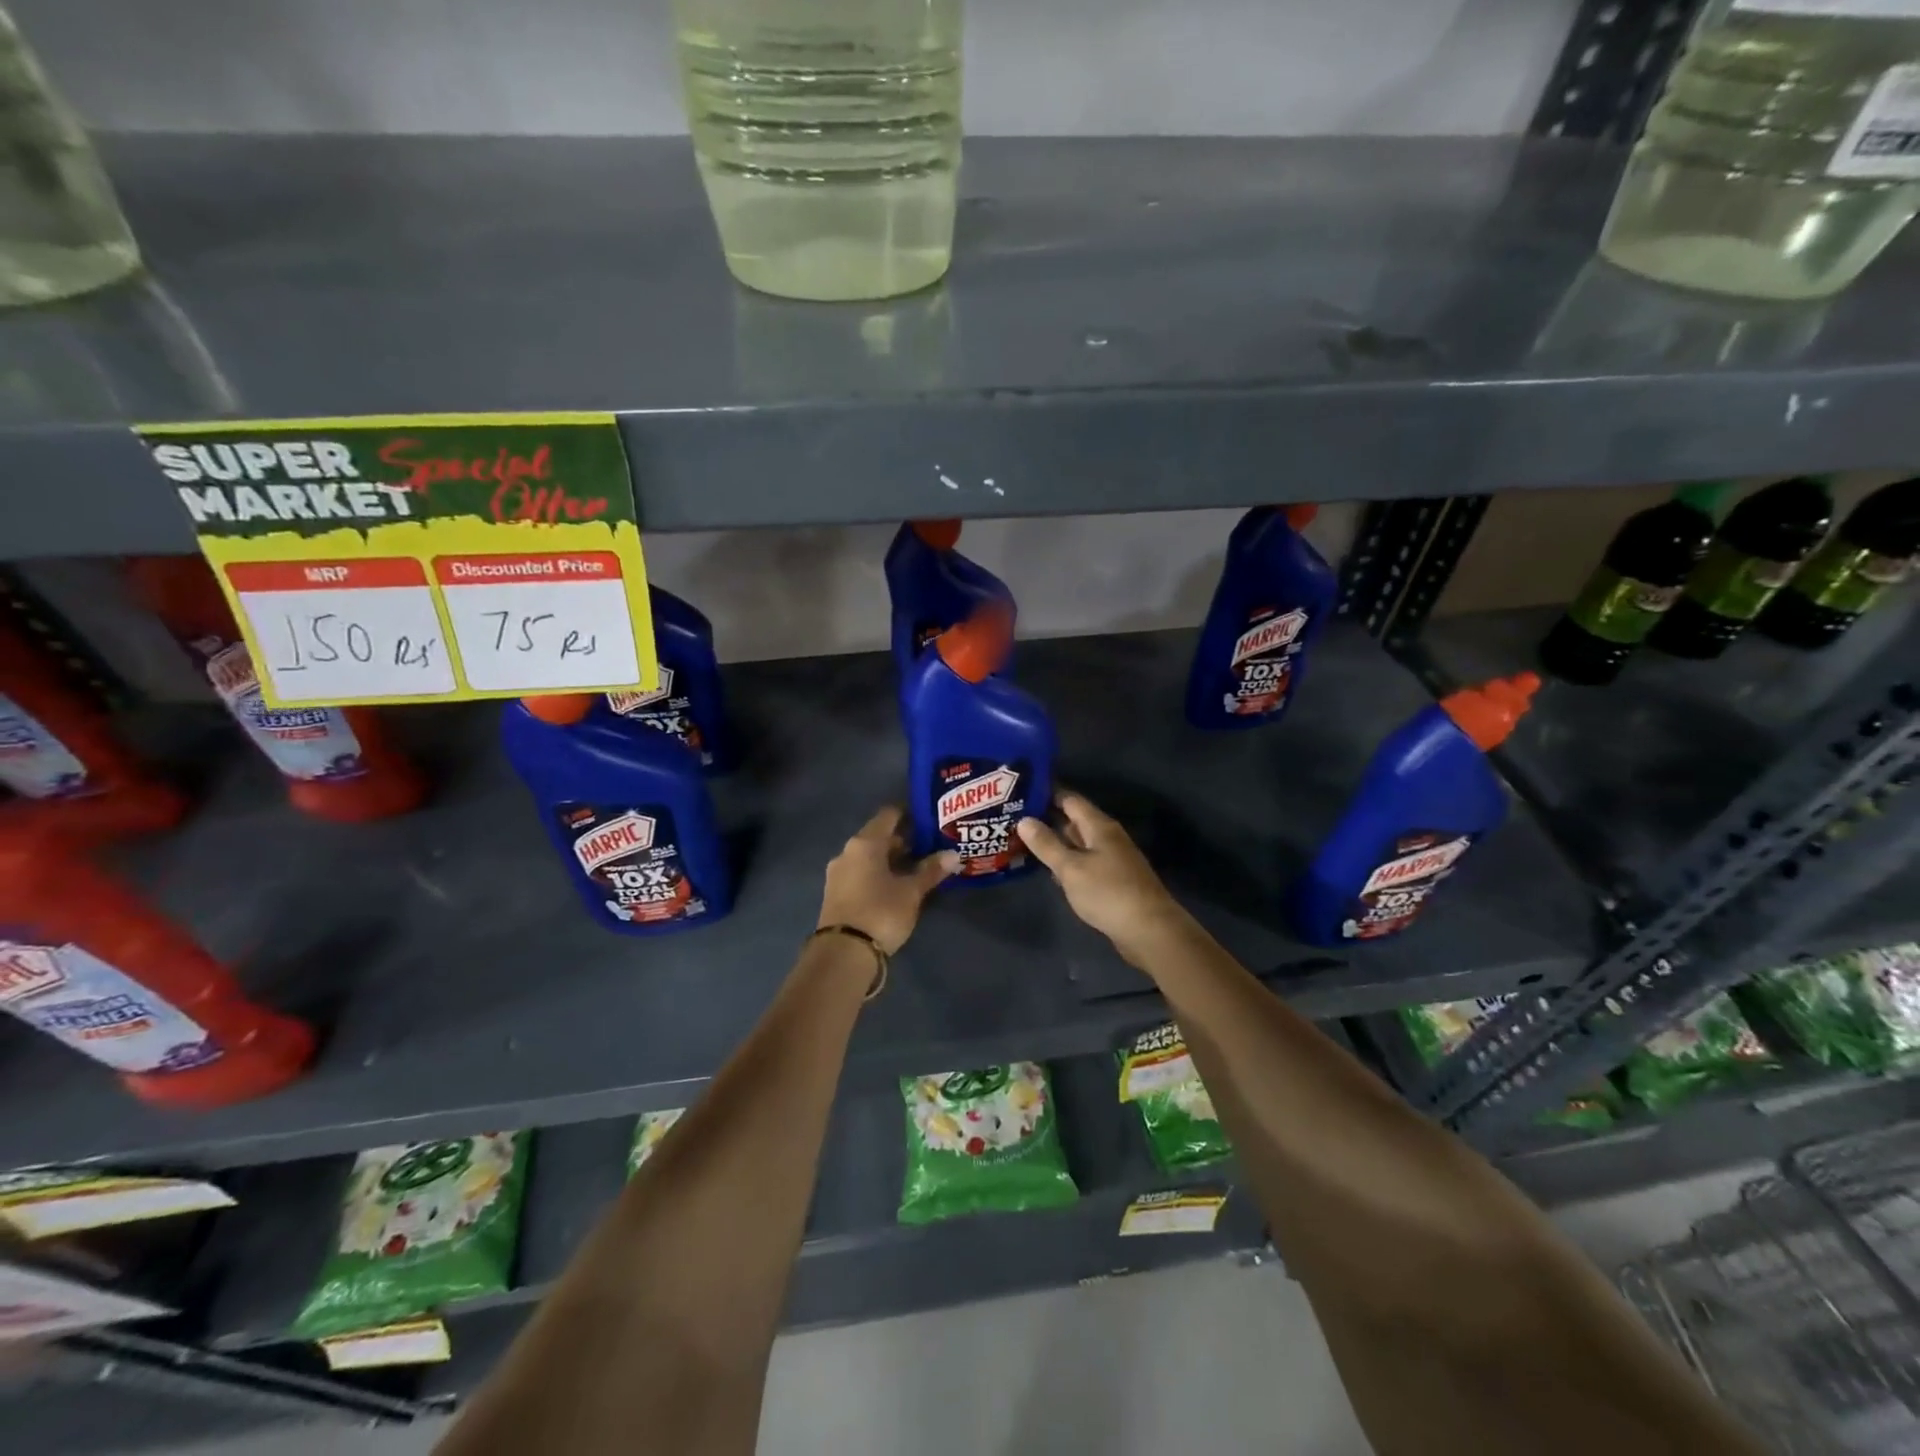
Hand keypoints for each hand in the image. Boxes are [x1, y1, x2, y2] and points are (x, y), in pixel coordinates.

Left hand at [817, 806, 959, 954]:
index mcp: (865, 842)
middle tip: (930, 848)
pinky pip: (861, 873)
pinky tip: (896, 886)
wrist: (843, 954)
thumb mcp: (911, 892)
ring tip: (917, 869)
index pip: (889, 815)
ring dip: (891, 860)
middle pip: (878, 836)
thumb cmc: (881, 912)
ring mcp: (838, 873)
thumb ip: (931, 870)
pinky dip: (878, 874)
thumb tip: (953, 854)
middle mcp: (848, 851)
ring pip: (869, 857)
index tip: (929, 820)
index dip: (910, 814)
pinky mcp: (835, 893)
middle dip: (904, 841)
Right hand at [1017, 791, 1187, 959]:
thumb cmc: (1108, 893)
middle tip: (1015, 819)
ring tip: (1024, 843)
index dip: (1047, 794)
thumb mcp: (1070, 868)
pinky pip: (1086, 863)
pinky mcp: (1114, 881)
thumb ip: (1047, 844)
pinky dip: (1068, 863)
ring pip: (1079, 844)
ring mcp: (1113, 859)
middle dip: (1047, 819)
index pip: (1070, 800)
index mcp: (1099, 826)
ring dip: (1056, 843)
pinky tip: (1052, 872)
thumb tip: (1024, 819)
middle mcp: (1108, 837)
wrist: (1150, 930)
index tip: (1021, 793)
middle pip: (1075, 821)